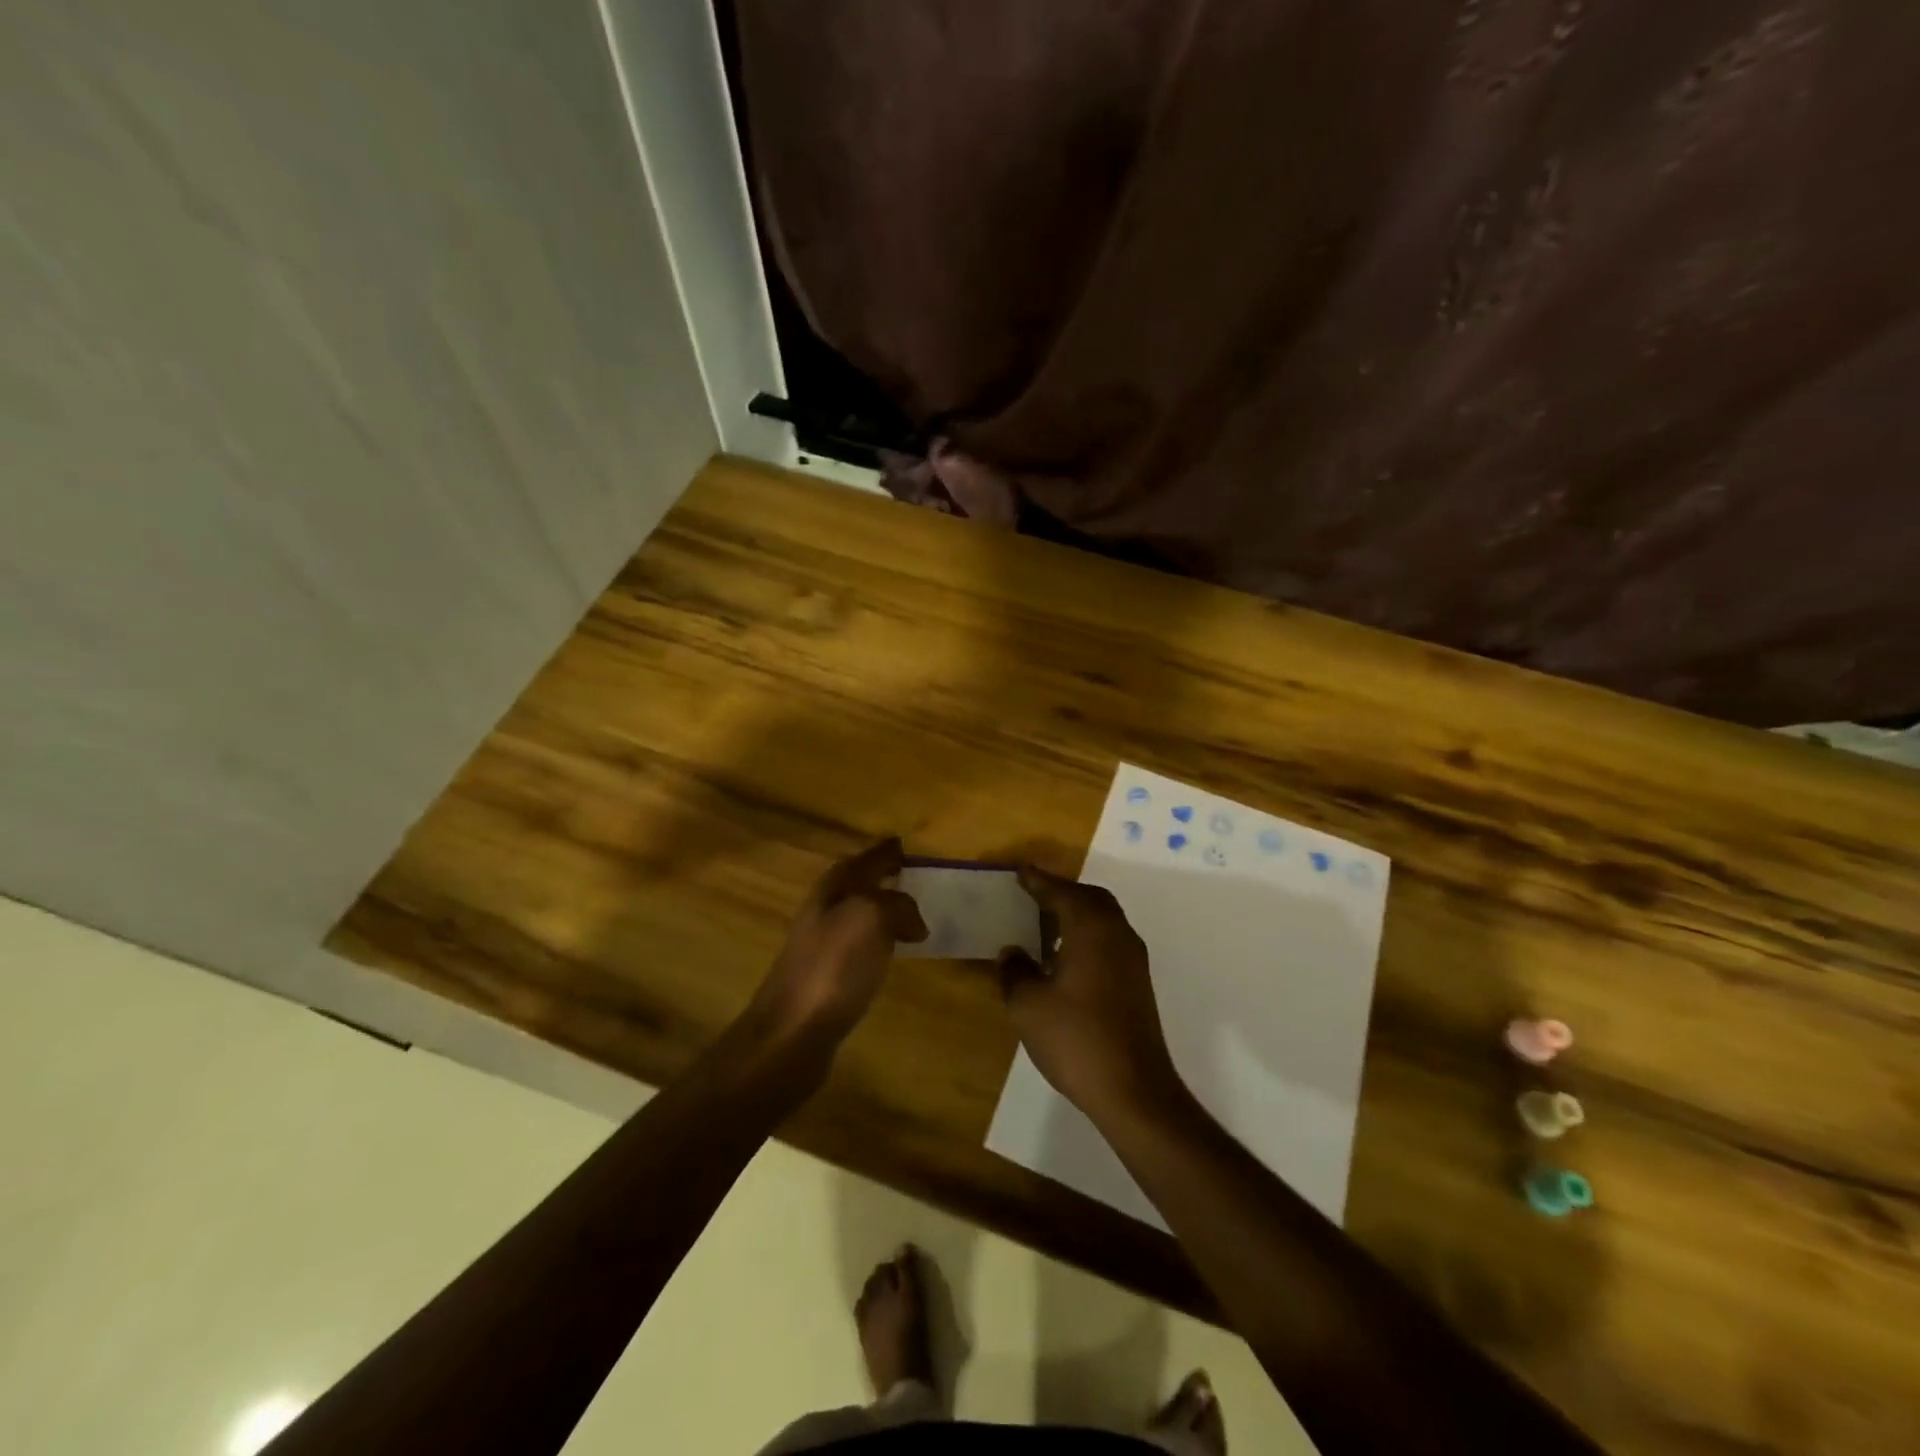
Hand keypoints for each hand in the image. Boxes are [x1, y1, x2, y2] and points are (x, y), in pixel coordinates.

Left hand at [750, 837, 927, 1046]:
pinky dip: (880, 941)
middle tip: (918, 878)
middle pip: (858, 885)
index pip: (864, 859)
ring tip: (915, 914)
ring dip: (884, 910)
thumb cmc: (832, 966)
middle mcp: (824, 910)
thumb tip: (914, 920)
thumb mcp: (871, 918)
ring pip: (860, 915)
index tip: (907, 845)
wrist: (792, 1033)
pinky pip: (861, 946)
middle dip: (884, 878)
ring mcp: (822, 946)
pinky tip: (893, 953)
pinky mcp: (828, 979)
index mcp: (832, 888)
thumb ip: (897, 906)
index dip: (885, 851)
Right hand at [998, 866, 1185, 1126]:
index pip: (1062, 892)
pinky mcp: (1137, 984)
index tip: (1019, 871)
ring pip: (1103, 920)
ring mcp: (1132, 960)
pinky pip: (1109, 941)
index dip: (1038, 881)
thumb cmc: (1075, 1039)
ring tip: (1045, 923)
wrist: (1133, 1090)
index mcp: (1091, 929)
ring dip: (1076, 914)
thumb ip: (1015, 971)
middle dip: (1062, 892)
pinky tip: (1065, 958)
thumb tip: (1010, 952)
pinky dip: (1086, 936)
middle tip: (1033, 894)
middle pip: (1090, 899)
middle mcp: (1117, 934)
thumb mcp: (1028, 1005)